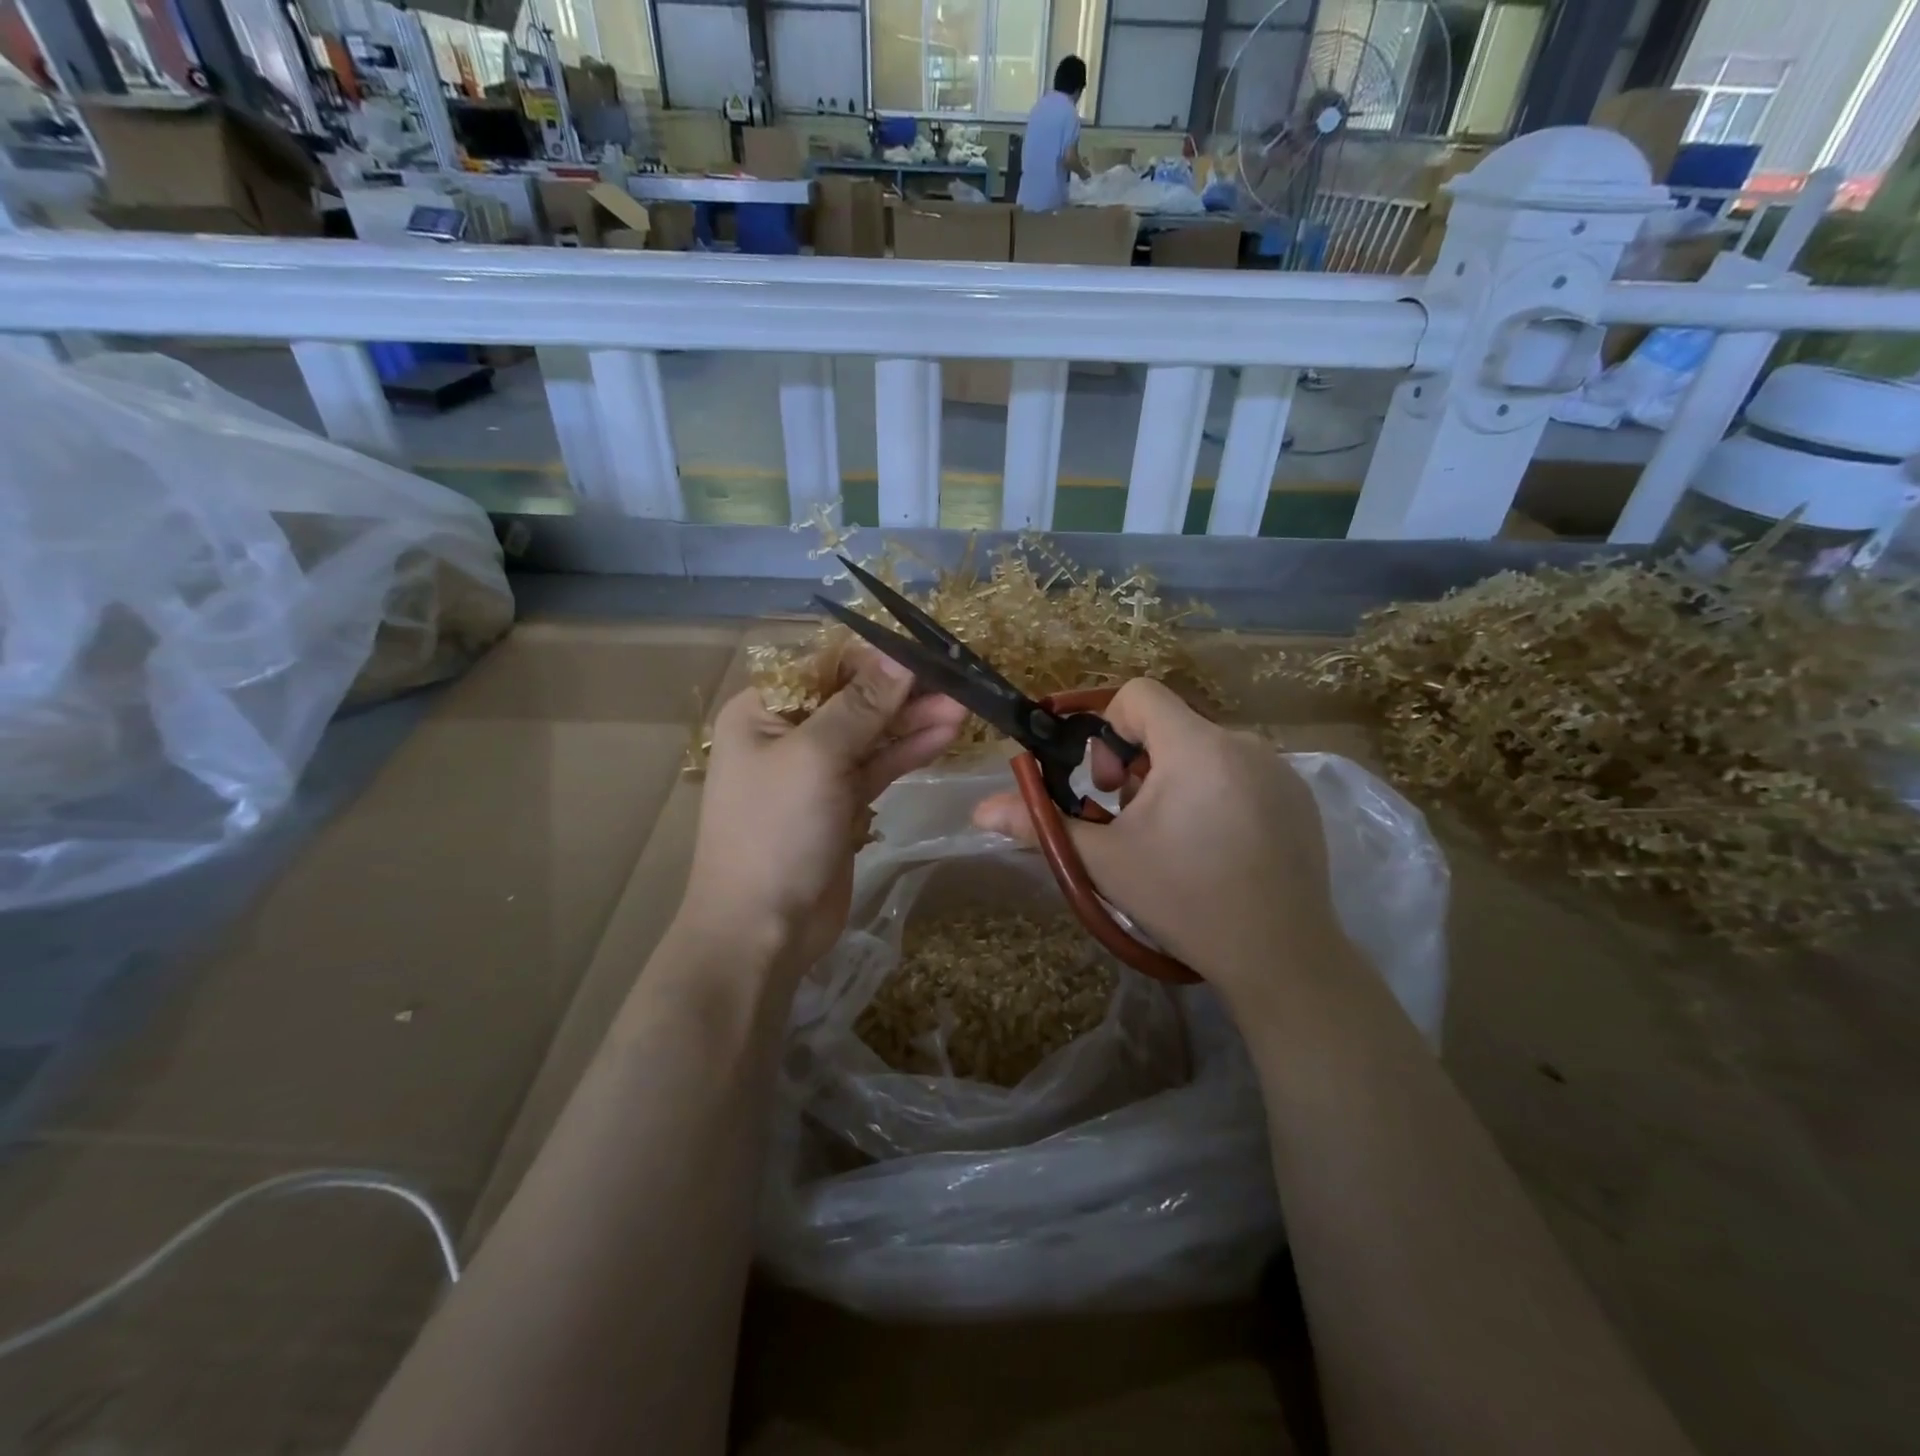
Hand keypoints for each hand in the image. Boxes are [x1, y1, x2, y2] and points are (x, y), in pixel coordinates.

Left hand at [681, 646, 965, 980]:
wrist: (763, 930)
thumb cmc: (775, 832)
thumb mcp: (816, 757)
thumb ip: (862, 705)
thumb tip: (900, 657)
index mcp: (763, 710)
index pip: (823, 666)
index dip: (873, 657)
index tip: (923, 653)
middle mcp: (787, 733)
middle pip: (853, 698)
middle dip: (902, 691)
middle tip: (955, 681)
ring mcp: (816, 770)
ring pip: (871, 733)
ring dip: (913, 720)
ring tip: (963, 707)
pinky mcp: (841, 802)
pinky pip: (879, 765)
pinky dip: (908, 751)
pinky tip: (944, 735)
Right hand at [971, 679, 1345, 1008]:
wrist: (1282, 958)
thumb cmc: (1186, 901)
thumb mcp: (1106, 862)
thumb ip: (1041, 825)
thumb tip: (980, 811)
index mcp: (1196, 748)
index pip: (1139, 694)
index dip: (1106, 725)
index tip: (1103, 783)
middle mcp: (1243, 744)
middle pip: (1169, 726)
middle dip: (1136, 763)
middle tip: (1130, 819)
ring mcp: (1278, 771)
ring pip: (1204, 751)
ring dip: (1174, 780)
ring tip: (1172, 840)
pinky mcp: (1298, 797)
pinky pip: (1240, 773)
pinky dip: (1214, 793)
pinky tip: (1216, 848)